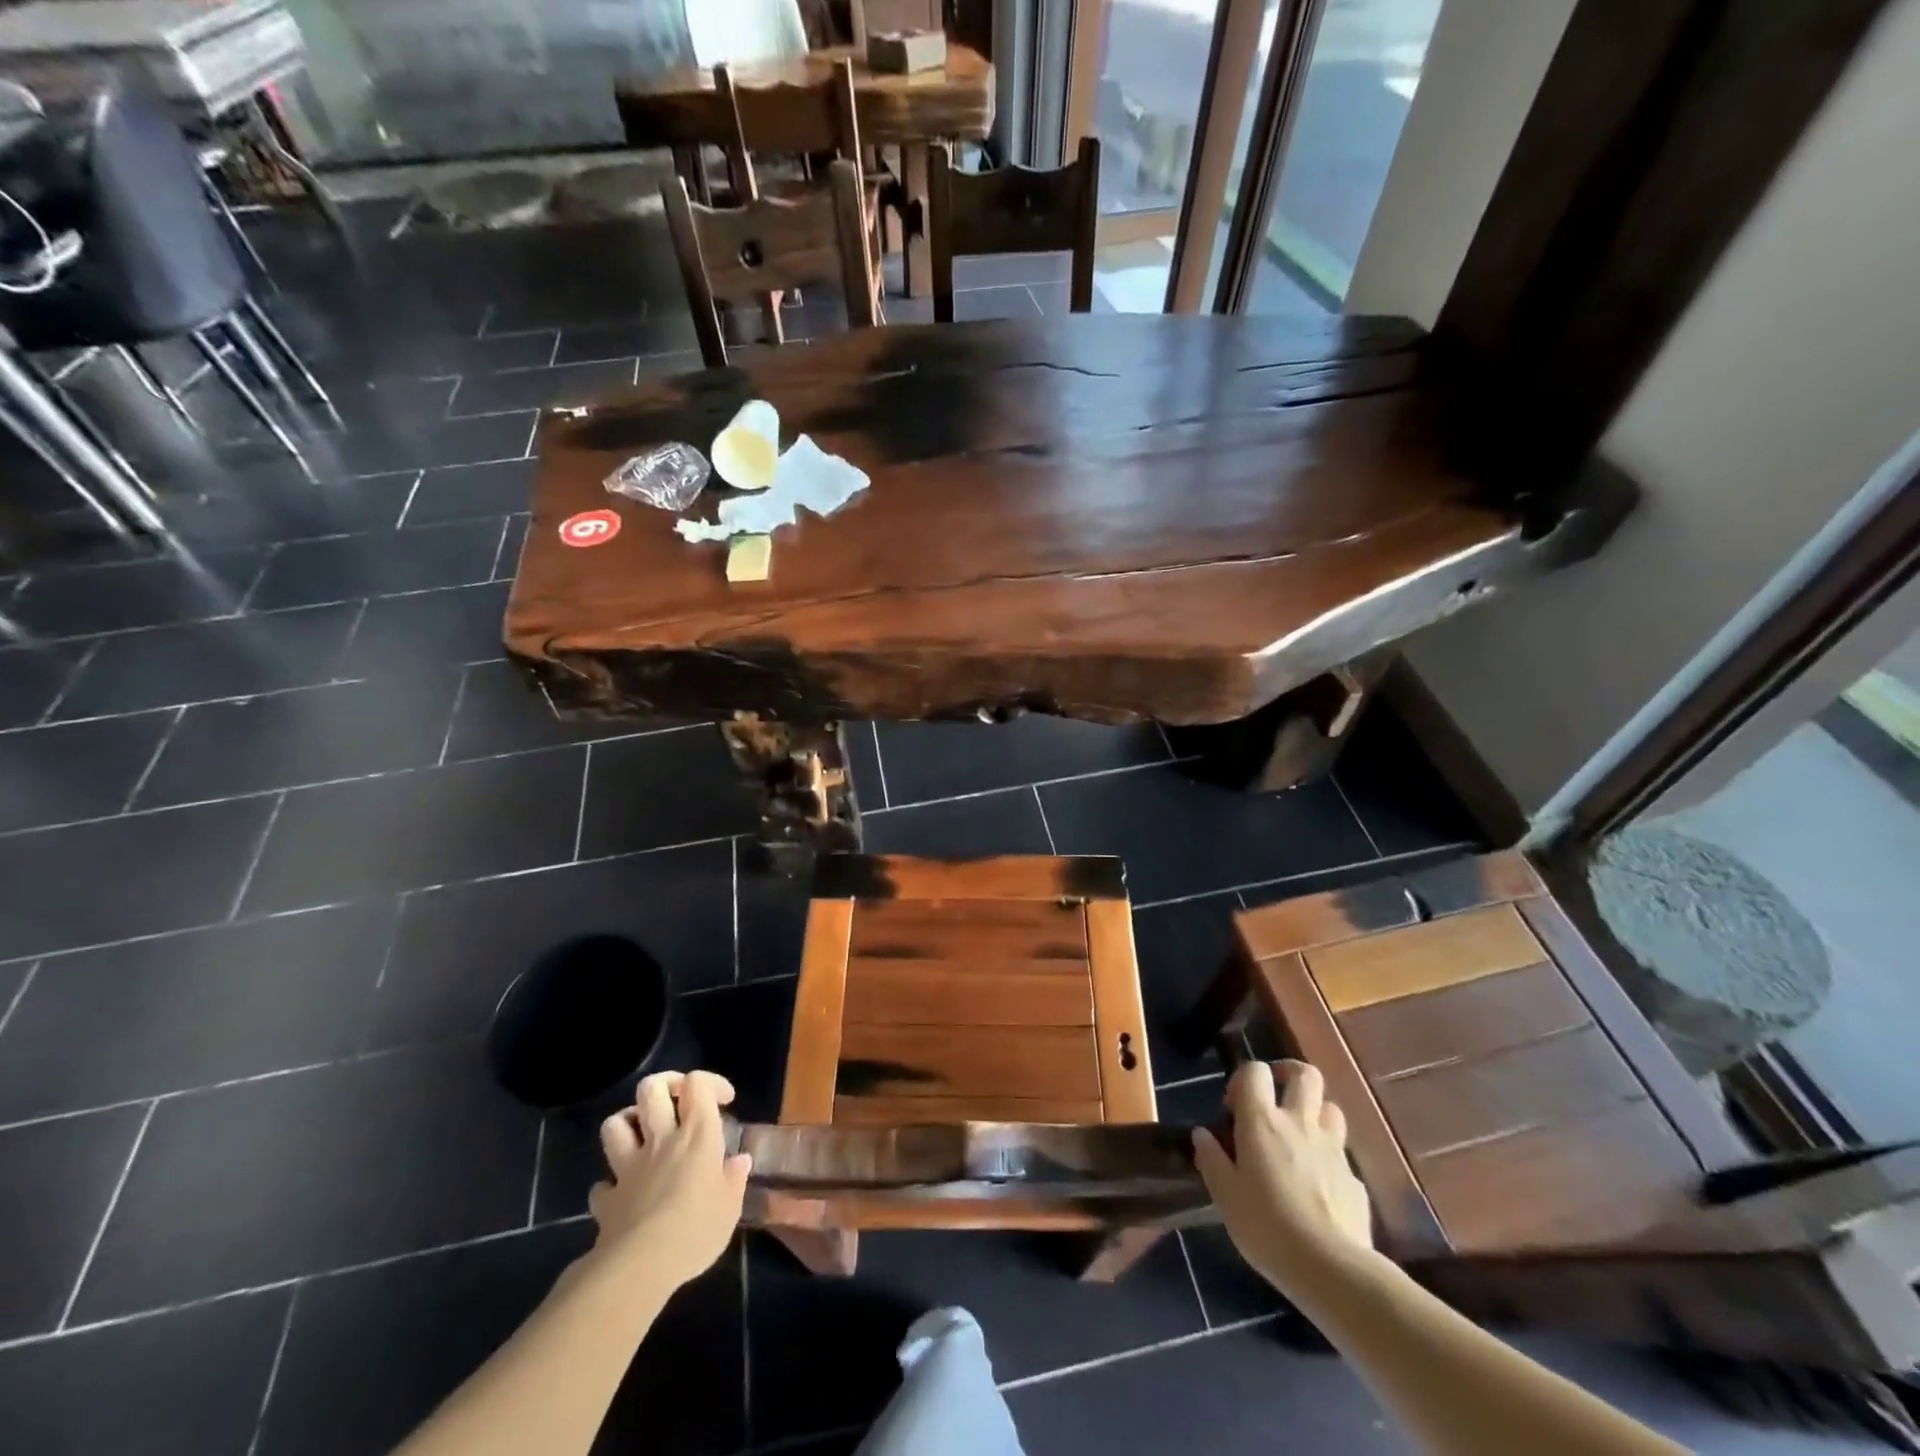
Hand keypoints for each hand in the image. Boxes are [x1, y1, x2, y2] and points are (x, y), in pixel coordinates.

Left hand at [588, 1070, 751, 1288]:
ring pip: (615, 1124)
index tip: (724, 1100)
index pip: (697, 1084)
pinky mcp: (608, 1199)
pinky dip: (611, 1184)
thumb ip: (734, 1178)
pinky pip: (602, 1183)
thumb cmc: (696, 1230)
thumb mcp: (730, 1206)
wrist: (639, 1267)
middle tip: (678, 1099)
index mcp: (697, 1135)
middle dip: (664, 1084)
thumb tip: (739, 1161)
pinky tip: (623, 1193)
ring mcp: (629, 1167)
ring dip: (627, 1123)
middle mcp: (661, 1140)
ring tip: (642, 1135)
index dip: (710, 1082)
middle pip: (651, 1089)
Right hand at [1193, 1060, 1373, 1292]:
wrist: (1330, 1269)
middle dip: (1290, 1074)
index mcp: (1262, 1121)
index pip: (1255, 1071)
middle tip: (1276, 1096)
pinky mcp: (1356, 1180)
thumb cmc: (1266, 1226)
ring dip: (1315, 1112)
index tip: (1234, 1107)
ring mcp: (1333, 1149)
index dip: (1244, 1078)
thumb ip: (1212, 1159)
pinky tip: (1319, 1183)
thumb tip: (1202, 1134)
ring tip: (1300, 1135)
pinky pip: (1343, 1154)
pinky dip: (1329, 1157)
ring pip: (1331, 1108)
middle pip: (1305, 1075)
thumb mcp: (1225, 1195)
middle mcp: (1300, 1123)